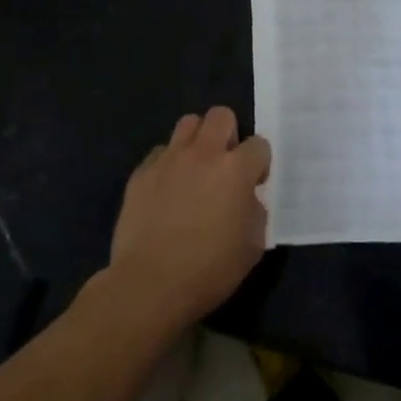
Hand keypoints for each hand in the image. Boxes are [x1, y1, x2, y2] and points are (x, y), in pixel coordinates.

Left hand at [106, 107, 270, 328]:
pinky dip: (168, 163)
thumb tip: (246, 199)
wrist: (149, 285)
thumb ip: (255, 211)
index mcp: (236, 170)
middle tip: (225, 164)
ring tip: (196, 168)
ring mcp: (168, 159)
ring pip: (188, 123)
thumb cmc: (209, 270)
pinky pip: (160, 152)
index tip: (253, 184)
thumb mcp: (252, 246)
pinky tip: (167, 189)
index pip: (259, 144)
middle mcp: (203, 154)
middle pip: (221, 115)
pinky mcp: (141, 173)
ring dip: (198, 141)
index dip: (259, 163)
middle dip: (229, 134)